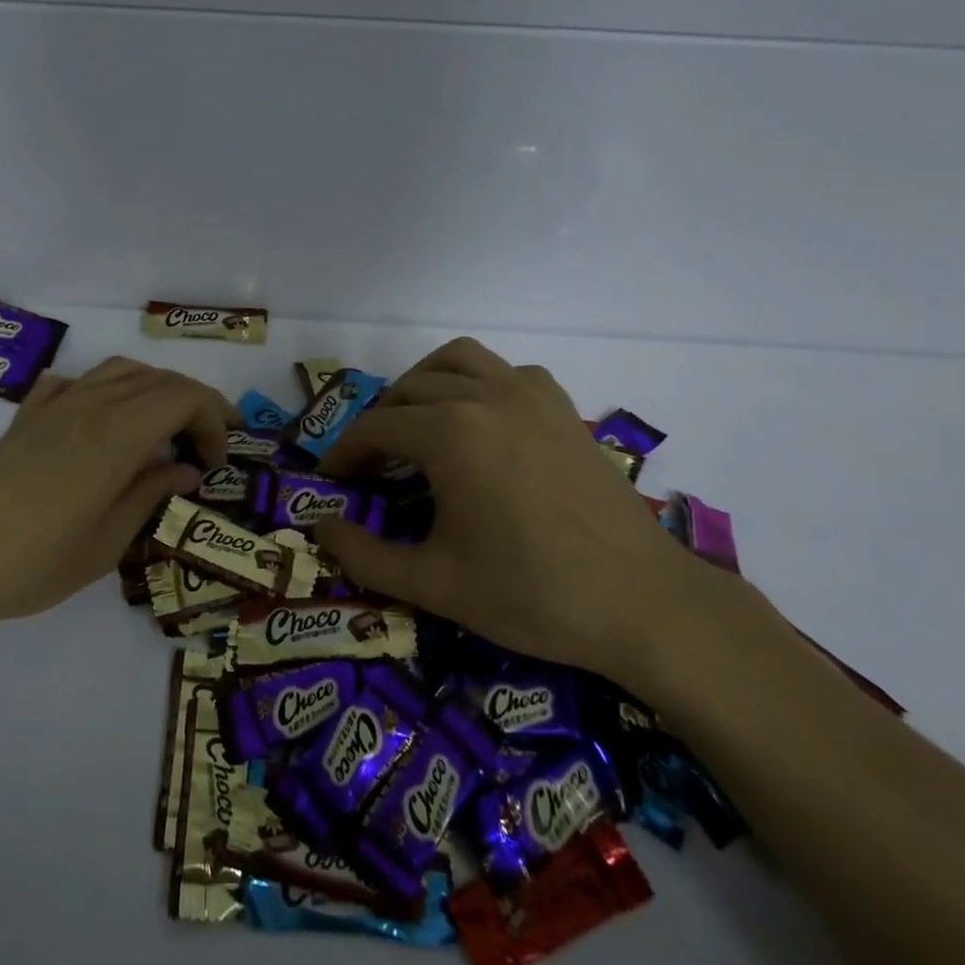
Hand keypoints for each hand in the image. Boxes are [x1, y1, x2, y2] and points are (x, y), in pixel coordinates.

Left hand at [0, 358, 234, 635]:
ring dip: (155, 391)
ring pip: (120, 371)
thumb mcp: (106, 543)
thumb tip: (186, 470)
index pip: (183, 397)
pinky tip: (103, 420)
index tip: (217, 461)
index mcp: (116, 434)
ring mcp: (53, 406)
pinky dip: (106, 390)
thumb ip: (150, 495)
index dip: (214, 419)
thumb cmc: (30, 563)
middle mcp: (89, 405)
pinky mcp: (26, 417)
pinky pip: (78, 382)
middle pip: (158, 379)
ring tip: (165, 430)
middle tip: (206, 447)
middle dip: (194, 404)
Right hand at [312, 338, 716, 687]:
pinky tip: (482, 422)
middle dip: (380, 421)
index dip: (345, 453)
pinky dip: (479, 383)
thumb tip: (321, 529)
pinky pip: (508, 373)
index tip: (332, 481)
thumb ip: (364, 555)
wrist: (643, 603)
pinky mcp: (564, 410)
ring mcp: (532, 396)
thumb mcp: (434, 583)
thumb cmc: (531, 593)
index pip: (375, 427)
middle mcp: (486, 396)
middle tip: (371, 464)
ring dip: (425, 383)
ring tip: (416, 424)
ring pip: (459, 361)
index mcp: (449, 432)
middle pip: (410, 389)